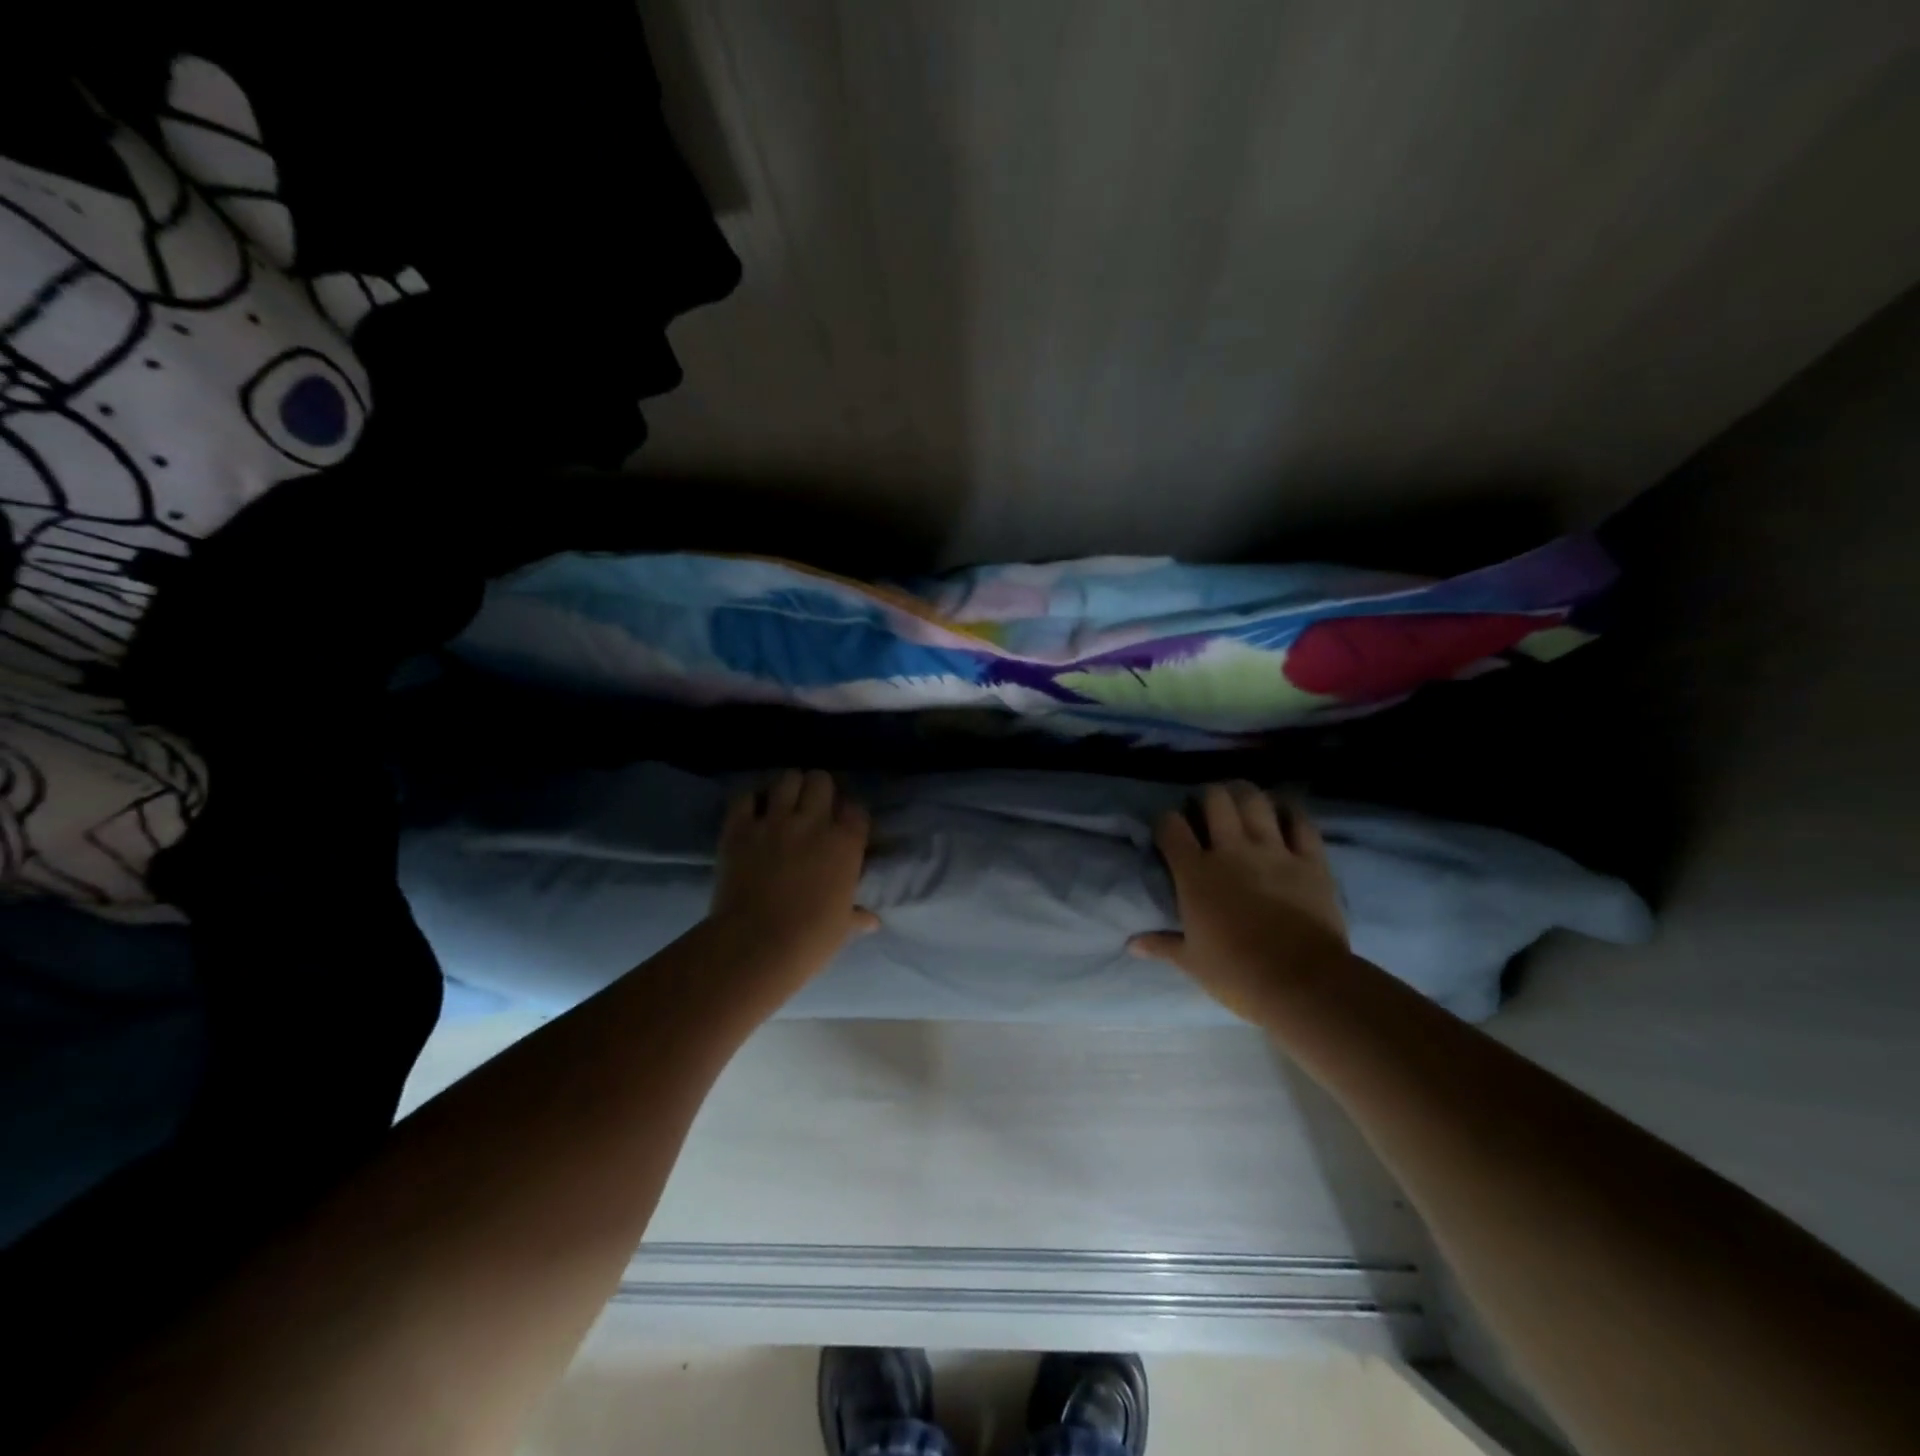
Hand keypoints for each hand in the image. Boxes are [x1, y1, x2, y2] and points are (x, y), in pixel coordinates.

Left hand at [708, 770, 878, 981]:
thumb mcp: (842, 927)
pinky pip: (745, 797)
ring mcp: (775, 821)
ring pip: (787, 779)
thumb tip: (872, 921)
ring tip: (784, 803)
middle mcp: (814, 822)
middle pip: (821, 780)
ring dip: (788, 789)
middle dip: (818, 789)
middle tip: (812, 807)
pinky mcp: (740, 828)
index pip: (856, 809)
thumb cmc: (810, 939)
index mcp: (846, 843)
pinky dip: (750, 801)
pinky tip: (752, 813)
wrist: (756, 945)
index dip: (849, 815)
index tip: (844, 826)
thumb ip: (857, 916)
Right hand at [1129, 783, 1349, 1023]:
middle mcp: (1231, 851)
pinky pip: (1300, 821)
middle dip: (1207, 797)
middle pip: (1215, 800)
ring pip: (1255, 801)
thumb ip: (1162, 945)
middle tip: (1207, 809)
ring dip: (1245, 795)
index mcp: (1195, 873)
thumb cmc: (1237, 973)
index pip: (1171, 826)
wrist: (1303, 983)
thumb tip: (1132, 944)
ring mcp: (1273, 851)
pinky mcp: (1310, 860)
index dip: (1166, 822)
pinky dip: (1290, 812)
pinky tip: (1283, 812)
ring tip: (1242, 802)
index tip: (1168, 830)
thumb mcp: (1192, 962)